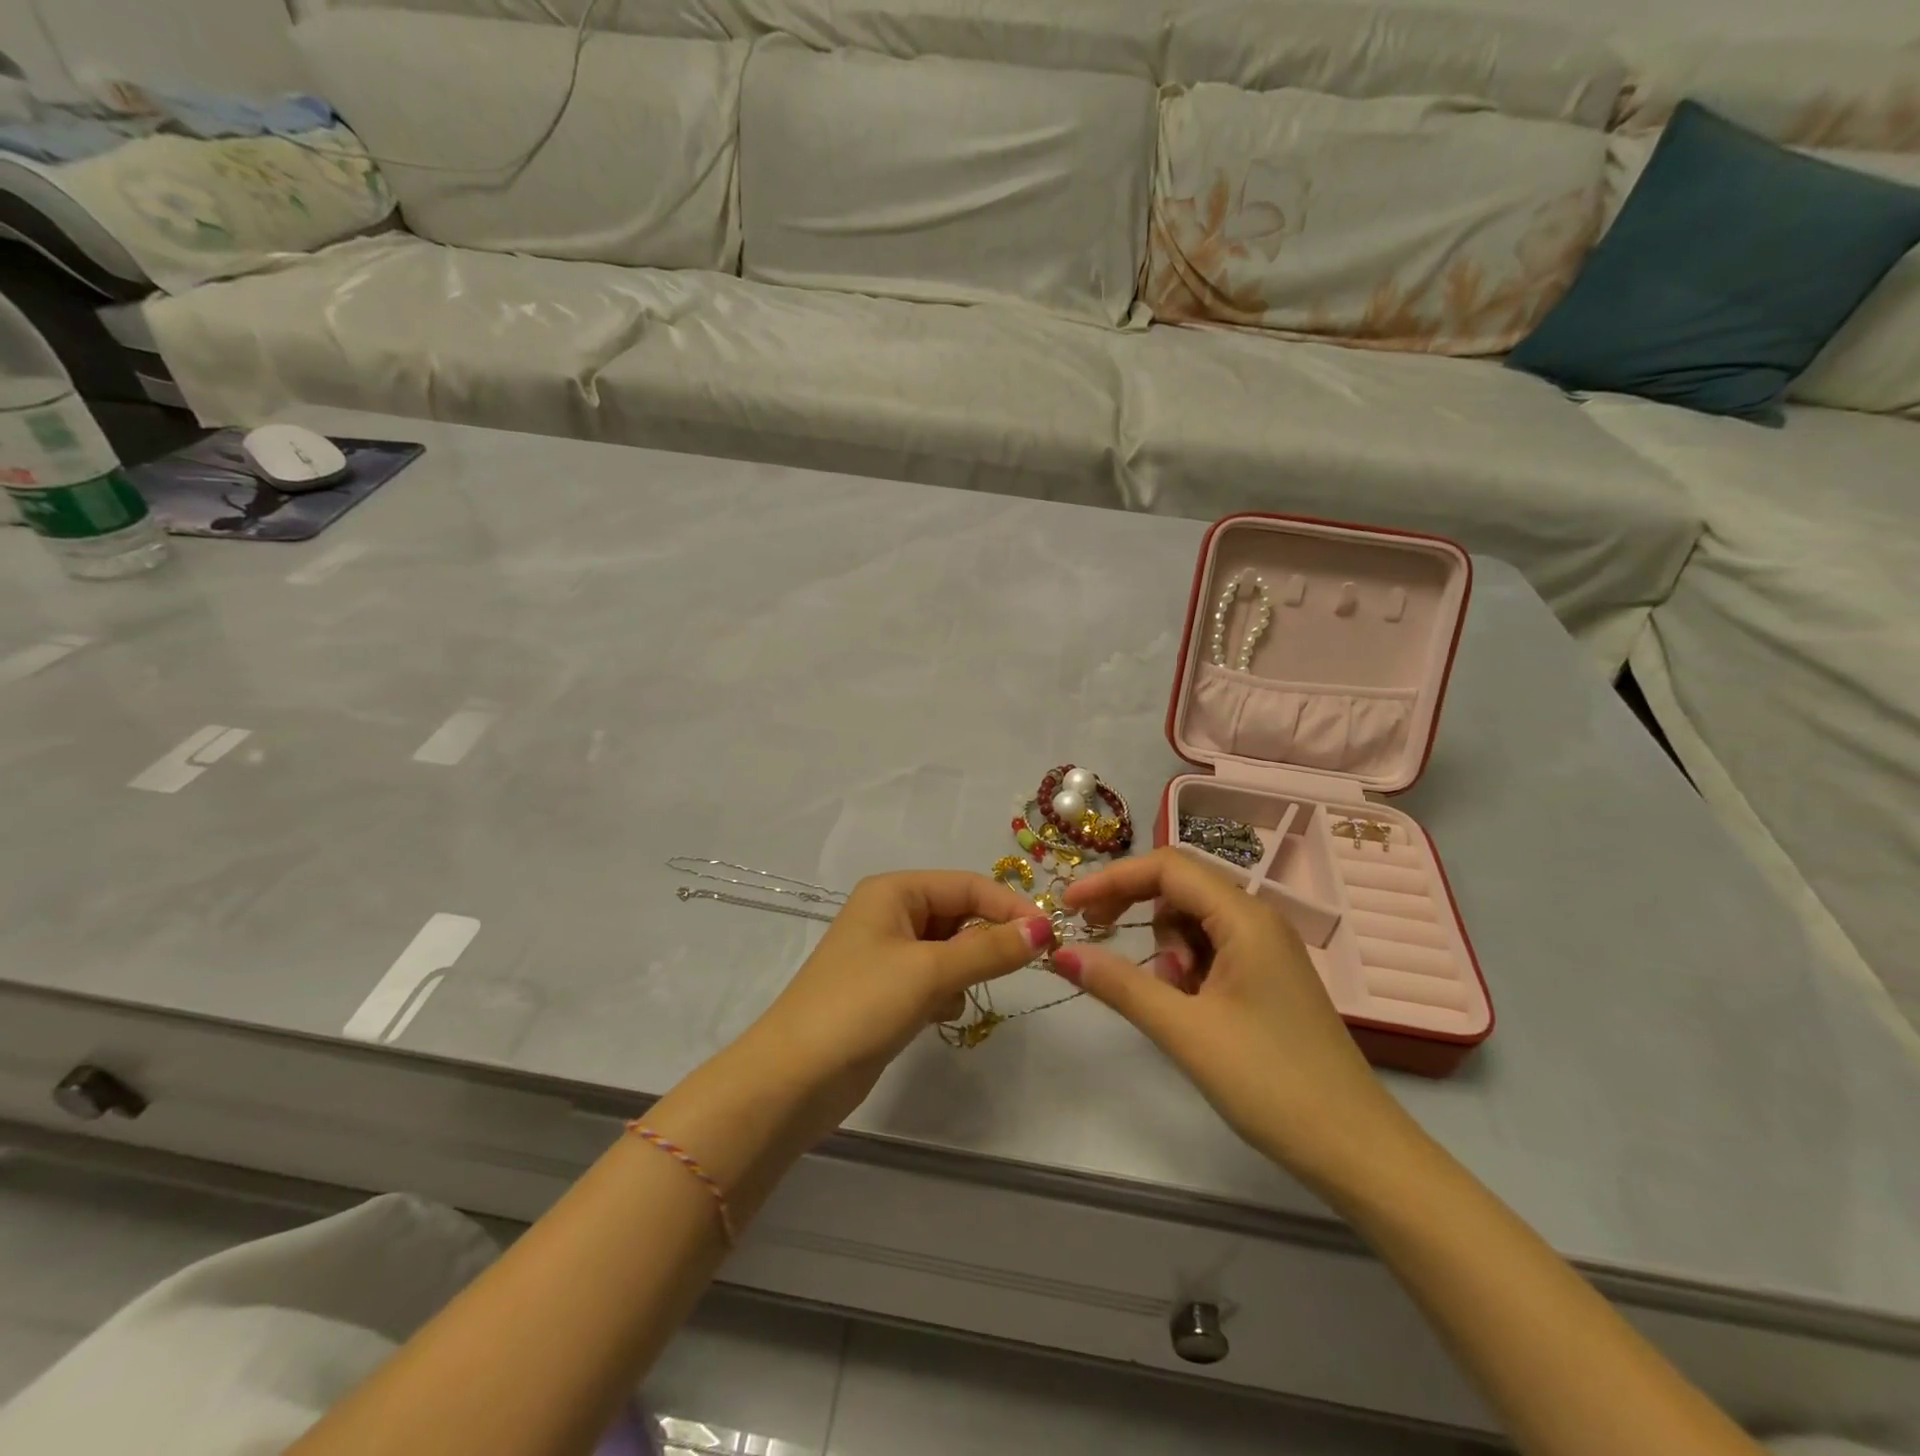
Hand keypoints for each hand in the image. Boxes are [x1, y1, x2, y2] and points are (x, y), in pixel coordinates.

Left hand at [746, 871, 1054, 1131]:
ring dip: (964, 970)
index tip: (1049, 938)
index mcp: (894, 891)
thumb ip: (990, 950)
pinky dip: (945, 993)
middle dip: (985, 942)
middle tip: (1017, 970)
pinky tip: (937, 1016)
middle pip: (959, 915)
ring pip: (949, 949)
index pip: (968, 885)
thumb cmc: (860, 1007)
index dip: (1010, 908)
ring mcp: (886, 953)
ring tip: (955, 996)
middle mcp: (890, 913)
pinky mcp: (886, 991)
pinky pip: (933, 978)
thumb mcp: (930, 972)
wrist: (794, 1079)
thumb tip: (1044, 930)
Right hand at [1057, 846, 1409, 1188]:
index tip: (1069, 906)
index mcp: (1245, 918)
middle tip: (1095, 936)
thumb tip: (1061, 953)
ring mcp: (1267, 950)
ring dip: (1165, 946)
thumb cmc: (1270, 1083)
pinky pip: (1213, 950)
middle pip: (1180, 888)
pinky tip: (1188, 1007)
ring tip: (1169, 997)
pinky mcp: (1268, 978)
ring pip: (1194, 921)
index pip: (1167, 867)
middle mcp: (1258, 921)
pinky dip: (1187, 968)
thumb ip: (1119, 985)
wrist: (1357, 1151)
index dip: (1112, 879)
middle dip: (1134, 907)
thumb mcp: (1184, 1030)